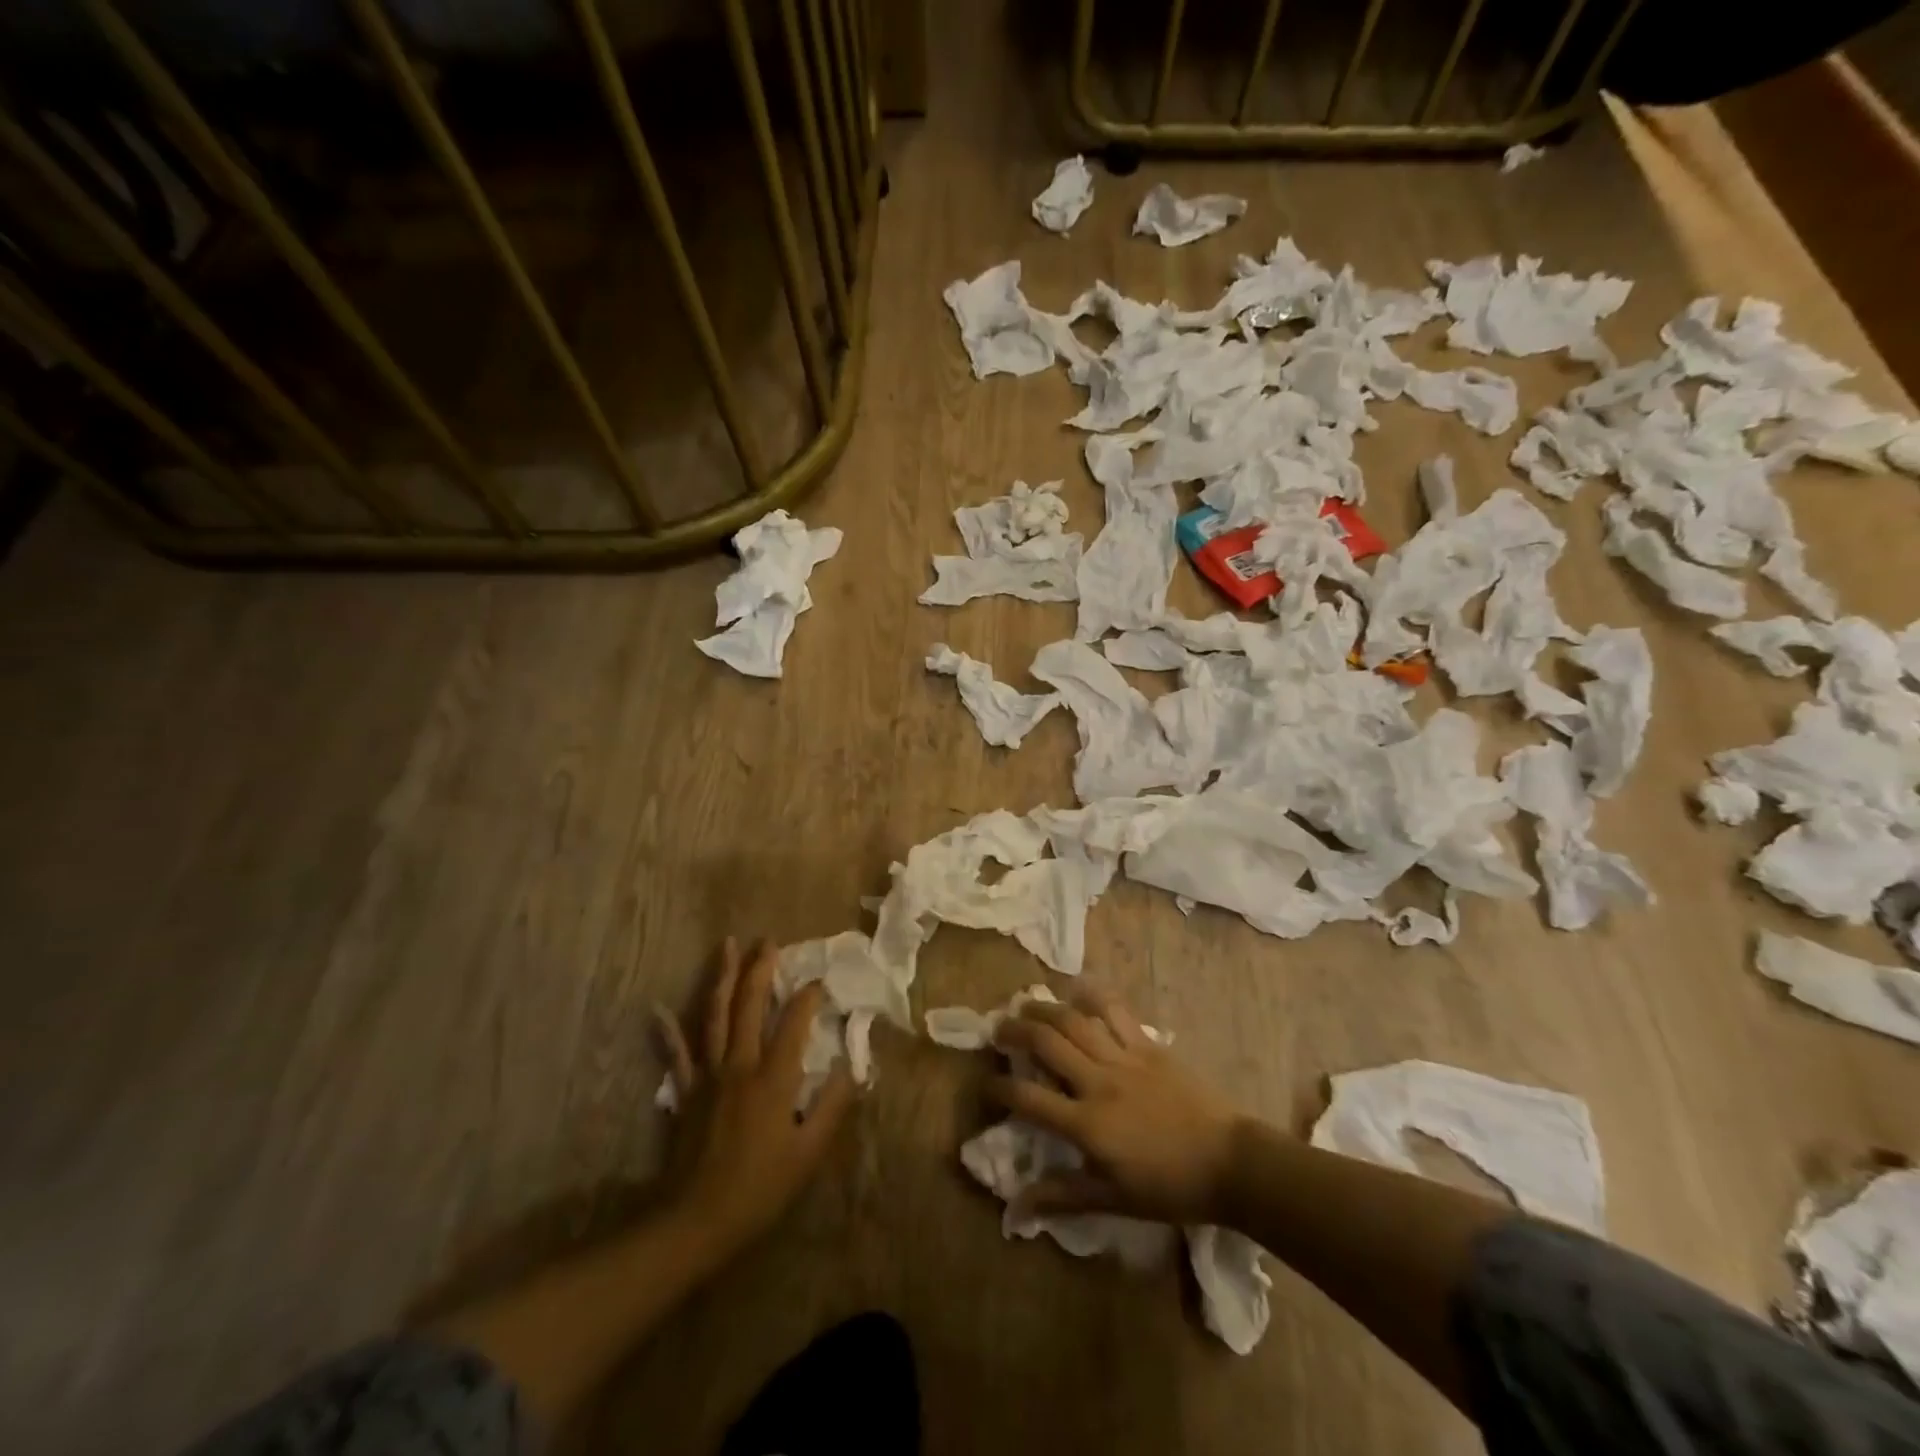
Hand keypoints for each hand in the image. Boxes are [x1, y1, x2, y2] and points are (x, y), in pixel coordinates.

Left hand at [654, 938, 854, 1255]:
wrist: (696, 1220)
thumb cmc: (759, 1188)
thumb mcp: (809, 1154)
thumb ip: (833, 1107)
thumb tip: (853, 1069)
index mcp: (773, 1078)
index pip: (794, 1022)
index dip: (807, 997)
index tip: (819, 982)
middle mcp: (740, 1065)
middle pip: (749, 1005)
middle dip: (761, 969)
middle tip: (768, 941)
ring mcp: (708, 1075)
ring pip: (714, 1015)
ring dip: (721, 978)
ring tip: (727, 946)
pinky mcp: (686, 1091)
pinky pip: (676, 1053)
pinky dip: (668, 1029)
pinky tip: (659, 1008)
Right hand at [990, 987, 1240, 1225]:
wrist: (1230, 1162)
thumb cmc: (1170, 1187)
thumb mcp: (1113, 1200)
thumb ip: (1062, 1196)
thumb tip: (1016, 1205)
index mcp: (1087, 1124)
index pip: (1029, 1100)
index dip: (1000, 1090)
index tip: (986, 1085)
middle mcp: (1098, 1082)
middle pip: (1045, 1044)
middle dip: (1014, 1032)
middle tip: (998, 1029)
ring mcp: (1124, 1058)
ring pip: (1074, 1021)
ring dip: (1044, 1009)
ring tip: (1026, 1005)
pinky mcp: (1148, 1046)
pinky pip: (1115, 1012)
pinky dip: (1093, 995)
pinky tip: (1077, 987)